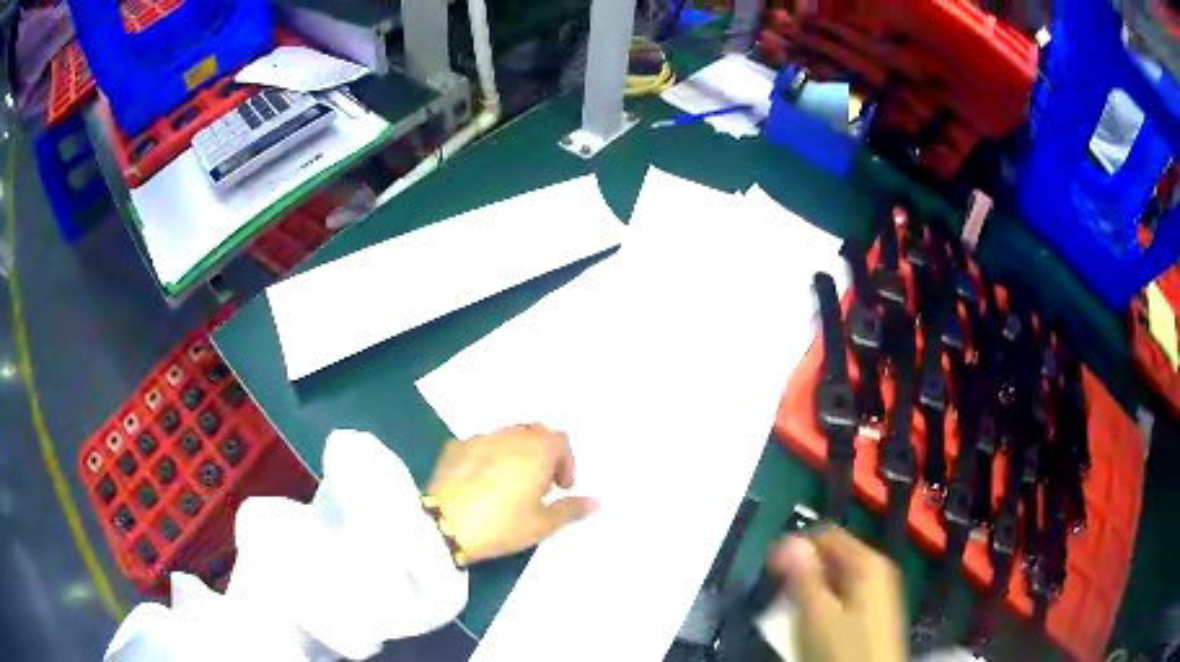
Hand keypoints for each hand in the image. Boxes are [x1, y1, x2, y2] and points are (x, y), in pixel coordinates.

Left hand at [426, 424, 598, 563]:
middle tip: (538, 485)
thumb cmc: (501, 524)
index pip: (561, 440)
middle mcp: (510, 436)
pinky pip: (480, 445)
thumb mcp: (543, 524)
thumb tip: (598, 500)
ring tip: (510, 484)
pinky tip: (480, 483)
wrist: (443, 524)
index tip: (560, 488)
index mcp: (536, 450)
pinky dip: (488, 457)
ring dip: (516, 453)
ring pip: (506, 436)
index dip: (566, 463)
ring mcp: (479, 439)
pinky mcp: (453, 447)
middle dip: (542, 454)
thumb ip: (572, 509)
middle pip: (534, 433)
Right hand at [768, 527, 906, 661]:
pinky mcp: (875, 612)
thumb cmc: (843, 647)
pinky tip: (815, 624)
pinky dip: (826, 604)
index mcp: (868, 562)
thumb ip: (803, 575)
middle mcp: (878, 569)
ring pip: (837, 579)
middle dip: (804, 573)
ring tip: (793, 612)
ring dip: (813, 591)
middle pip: (834, 557)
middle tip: (780, 595)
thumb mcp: (817, 614)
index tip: (770, 567)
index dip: (795, 546)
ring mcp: (879, 592)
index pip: (827, 534)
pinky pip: (844, 596)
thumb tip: (788, 540)